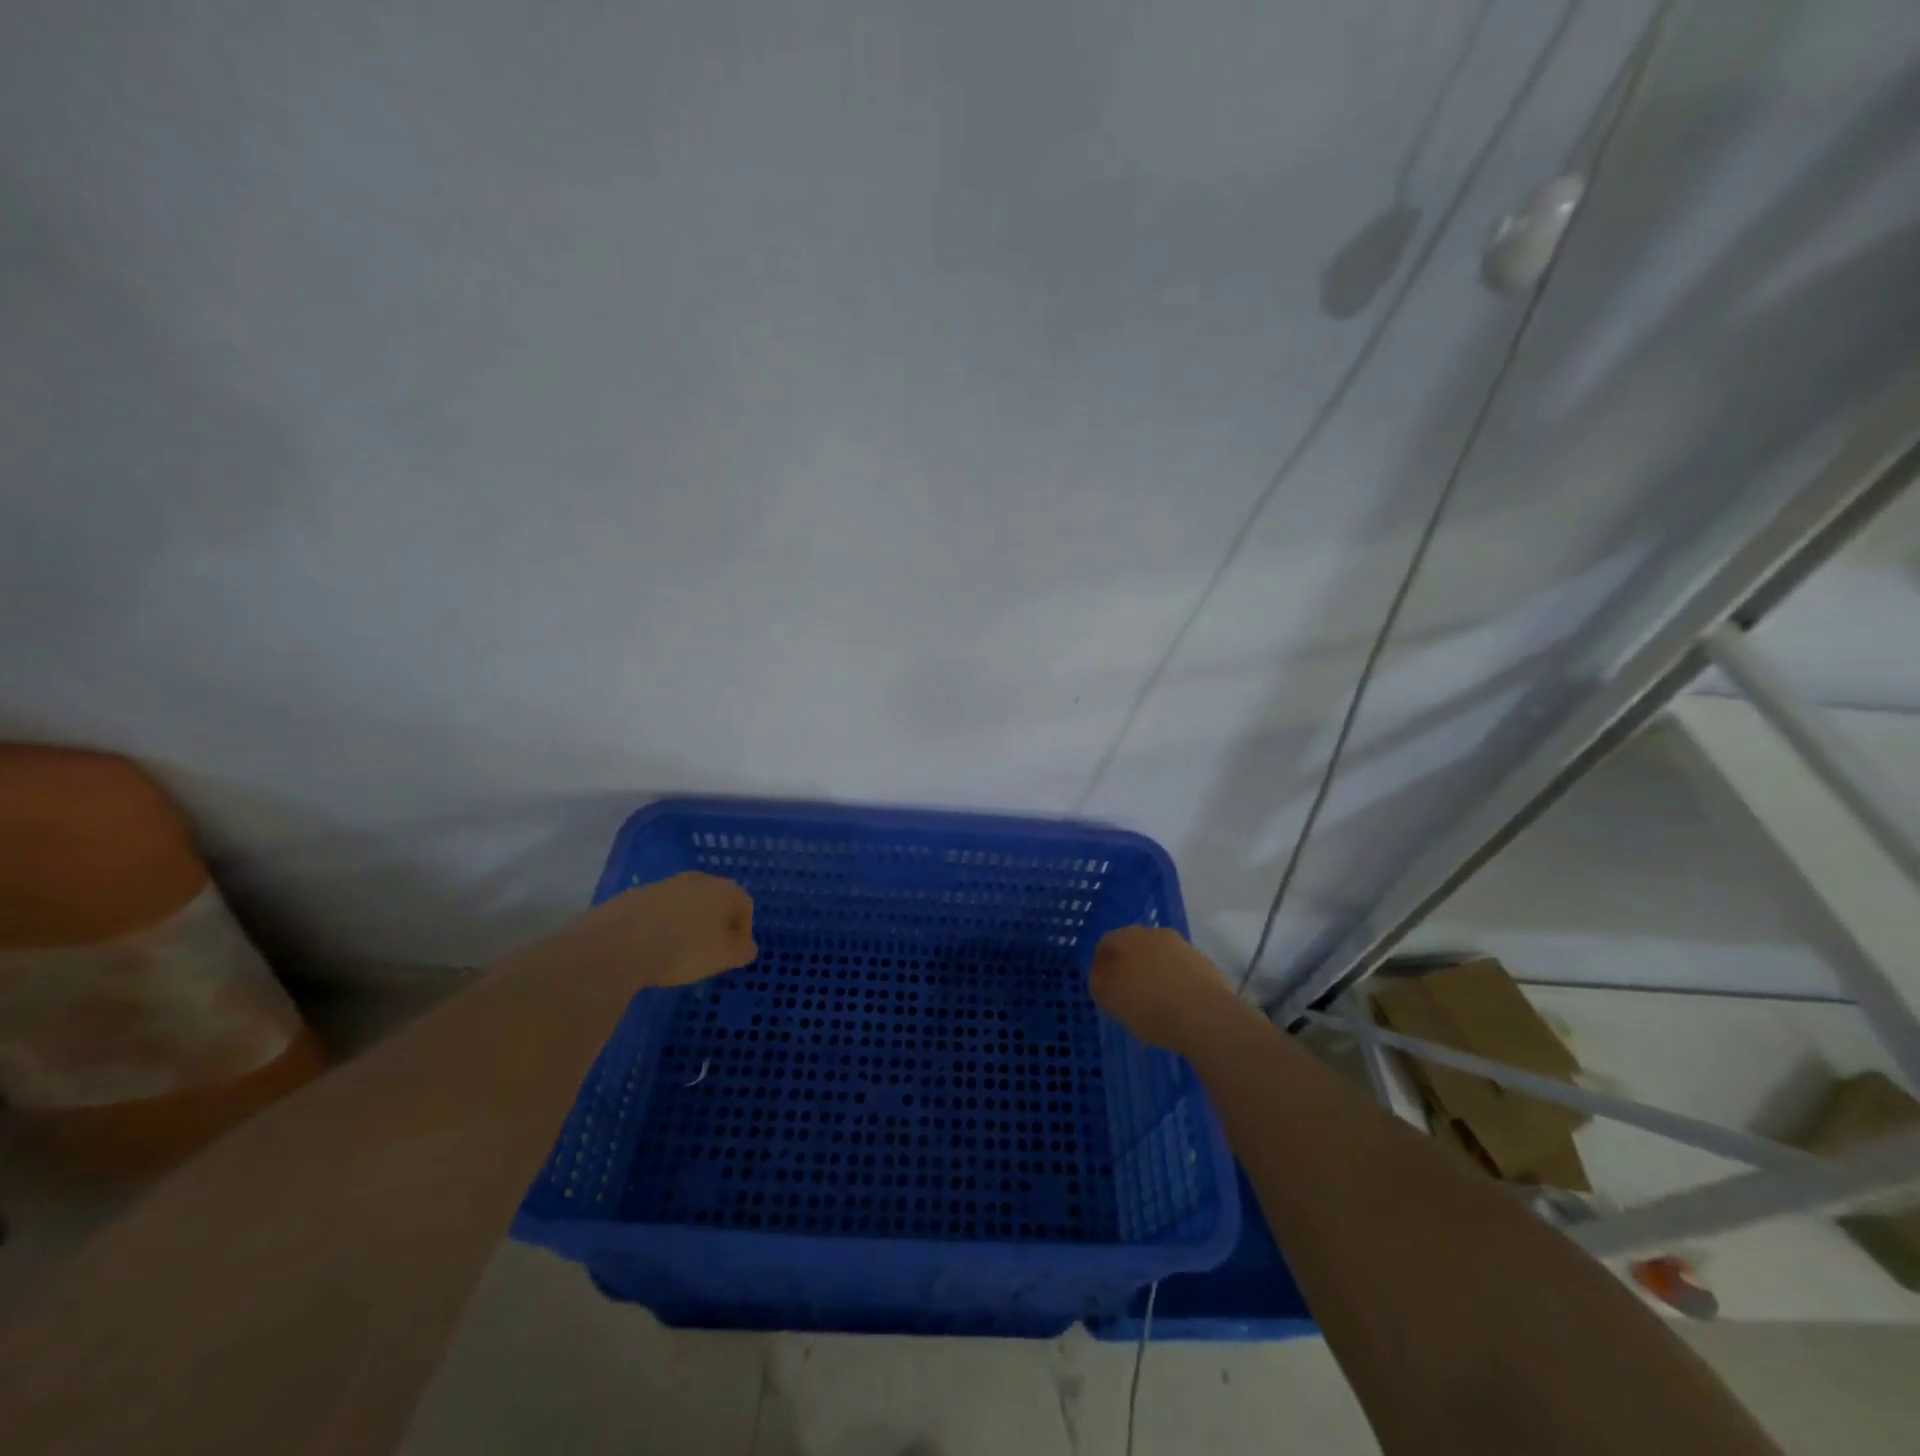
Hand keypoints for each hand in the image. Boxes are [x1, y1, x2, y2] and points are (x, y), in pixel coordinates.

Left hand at [551, 872, 756, 990]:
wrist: (619, 943)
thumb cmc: (684, 949)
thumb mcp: (724, 957)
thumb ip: (743, 950)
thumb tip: (746, 945)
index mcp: (724, 889)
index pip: (745, 906)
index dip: (743, 931)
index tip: (731, 954)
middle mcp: (697, 879)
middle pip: (715, 901)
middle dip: (715, 925)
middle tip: (707, 953)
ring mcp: (664, 885)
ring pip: (686, 905)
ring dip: (687, 925)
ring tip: (676, 953)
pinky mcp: (636, 896)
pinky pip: (659, 912)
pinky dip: (661, 927)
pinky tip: (651, 949)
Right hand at [1088, 926, 1239, 1052]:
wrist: (1206, 1016)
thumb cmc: (1149, 1005)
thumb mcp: (1110, 999)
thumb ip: (1099, 984)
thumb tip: (1100, 977)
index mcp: (1128, 937)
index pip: (1105, 943)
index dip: (1100, 965)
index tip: (1102, 988)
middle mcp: (1155, 934)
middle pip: (1134, 948)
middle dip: (1128, 968)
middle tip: (1126, 995)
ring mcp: (1183, 947)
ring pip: (1160, 958)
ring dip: (1154, 975)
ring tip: (1154, 1006)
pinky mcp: (1206, 964)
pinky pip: (1182, 972)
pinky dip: (1176, 984)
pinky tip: (1177, 1008)